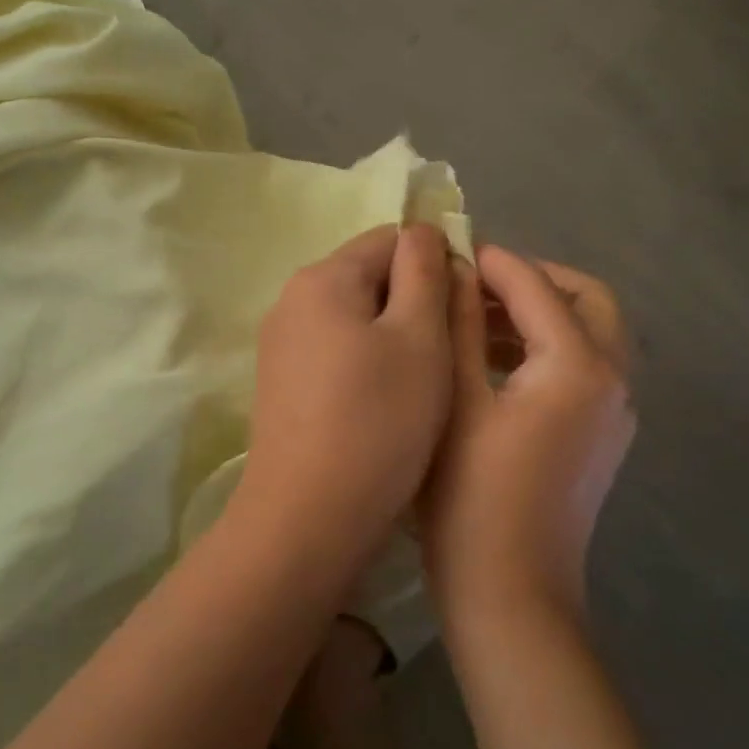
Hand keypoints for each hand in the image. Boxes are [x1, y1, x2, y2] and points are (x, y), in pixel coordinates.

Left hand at [240, 224, 453, 559]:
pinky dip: (368, 364)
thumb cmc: (377, 421)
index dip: (438, 262)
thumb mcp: (420, 337)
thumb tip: (422, 231)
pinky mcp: (282, 383)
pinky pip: (336, 352)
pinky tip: (388, 404)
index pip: (392, 239)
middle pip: (370, 278)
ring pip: (356, 319)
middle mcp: (292, 300)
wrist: (308, 517)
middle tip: (453, 351)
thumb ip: (425, 272)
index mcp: (323, 277)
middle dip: (416, 302)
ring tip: (427, 383)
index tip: (467, 308)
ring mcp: (281, 344)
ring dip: (395, 336)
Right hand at [424, 247, 634, 629]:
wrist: (511, 594)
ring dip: (541, 313)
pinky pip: (585, 367)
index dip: (492, 262)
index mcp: (578, 366)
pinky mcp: (603, 437)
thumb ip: (461, 326)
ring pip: (590, 333)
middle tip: (476, 283)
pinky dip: (548, 347)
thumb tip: (455, 270)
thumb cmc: (471, 497)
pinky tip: (496, 362)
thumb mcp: (457, 401)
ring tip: (476, 318)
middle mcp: (612, 380)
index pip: (536, 286)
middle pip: (586, 299)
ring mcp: (615, 413)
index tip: (449, 248)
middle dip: (534, 280)